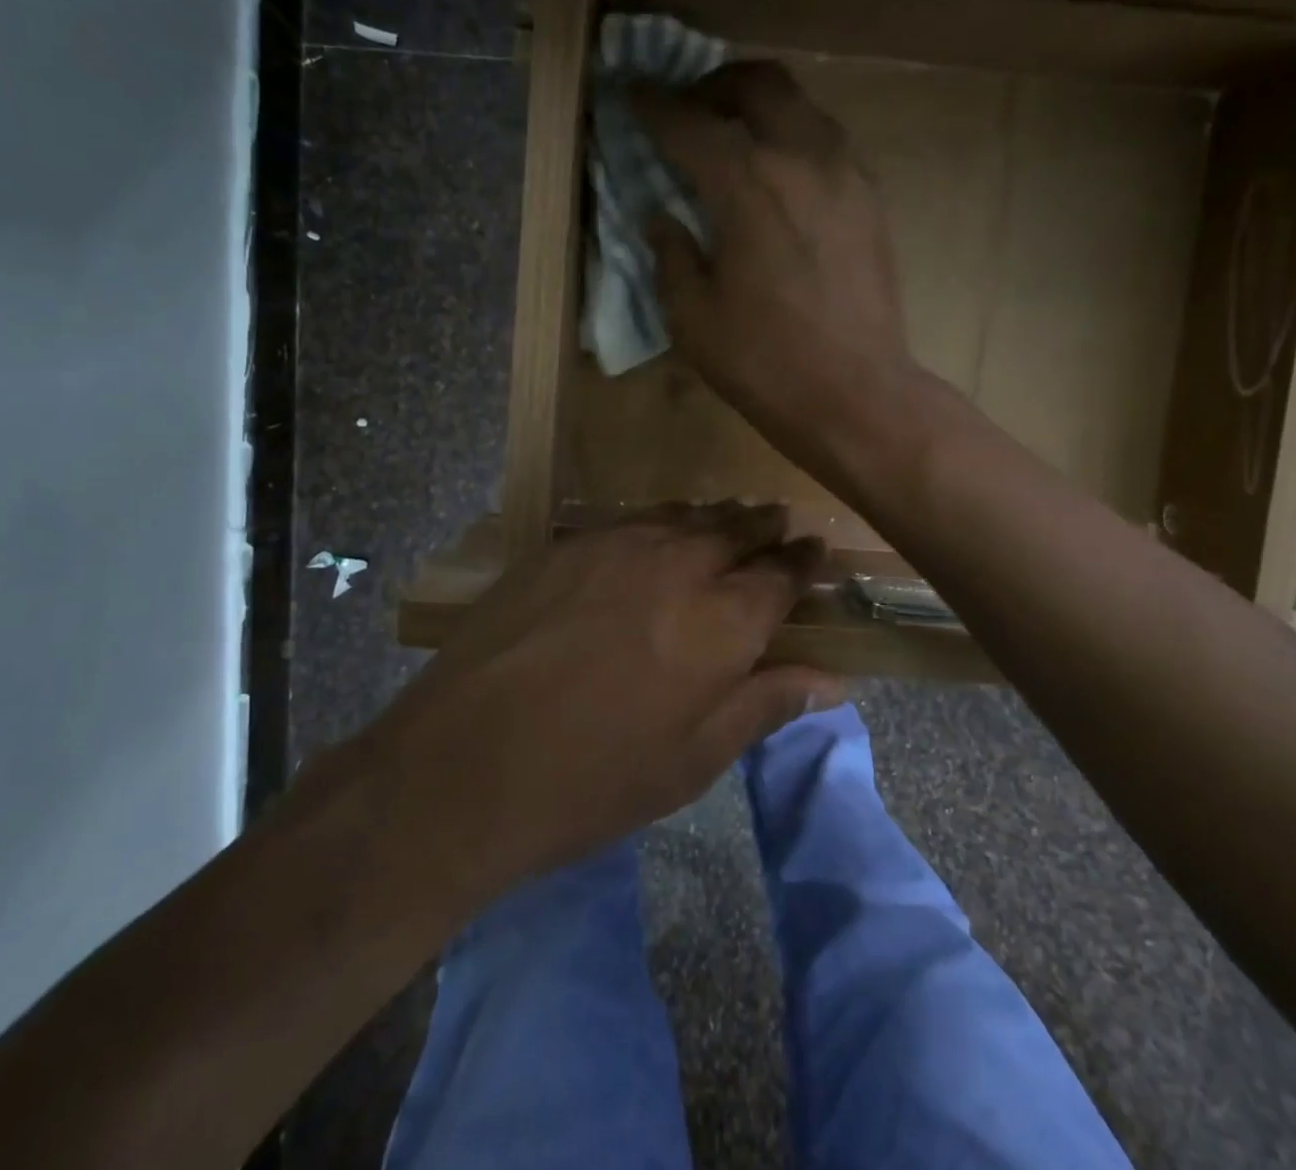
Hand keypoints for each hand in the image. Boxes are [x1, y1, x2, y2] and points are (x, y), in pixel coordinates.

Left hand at [345, 505, 841, 907]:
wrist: (465, 762)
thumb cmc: (592, 780)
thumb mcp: (692, 760)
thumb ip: (764, 705)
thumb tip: (831, 680)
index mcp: (722, 622)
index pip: (781, 575)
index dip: (804, 562)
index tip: (817, 551)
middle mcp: (678, 565)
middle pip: (736, 530)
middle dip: (764, 527)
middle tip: (780, 524)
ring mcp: (617, 546)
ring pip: (684, 516)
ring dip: (715, 517)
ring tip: (730, 519)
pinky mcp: (566, 544)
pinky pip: (632, 520)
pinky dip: (662, 522)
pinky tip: (658, 532)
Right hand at [632, 62, 915, 458]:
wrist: (857, 395)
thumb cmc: (765, 363)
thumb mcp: (693, 318)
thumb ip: (671, 255)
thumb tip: (661, 218)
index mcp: (746, 186)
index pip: (688, 123)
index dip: (650, 105)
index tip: (627, 93)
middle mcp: (801, 158)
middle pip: (757, 83)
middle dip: (712, 84)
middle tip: (686, 109)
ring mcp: (846, 174)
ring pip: (800, 106)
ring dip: (758, 107)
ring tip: (731, 138)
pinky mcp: (871, 198)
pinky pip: (826, 142)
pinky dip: (792, 138)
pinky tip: (776, 177)